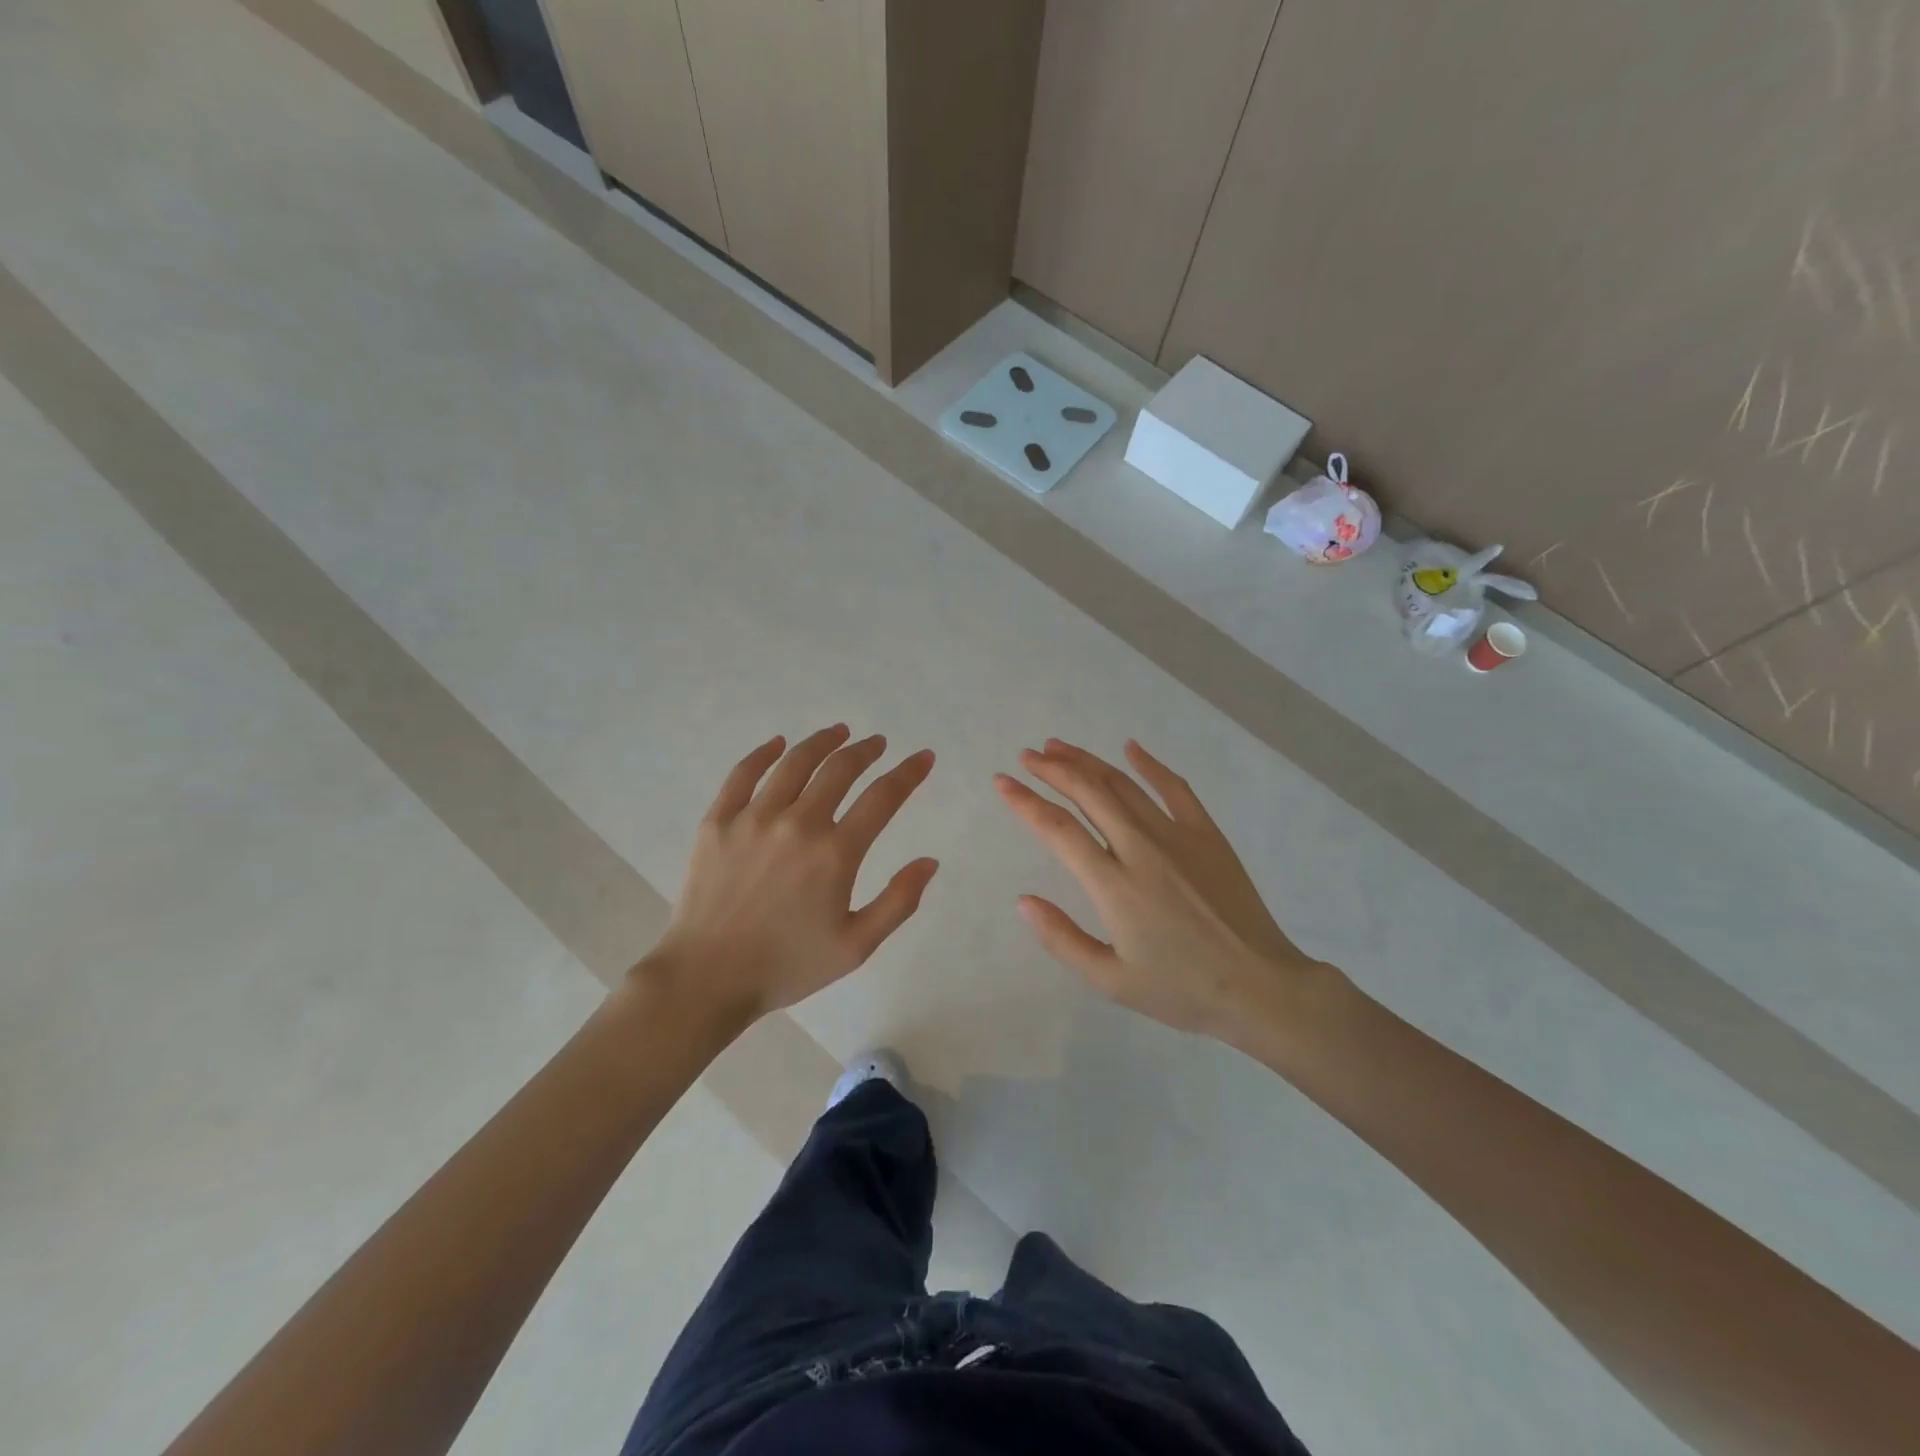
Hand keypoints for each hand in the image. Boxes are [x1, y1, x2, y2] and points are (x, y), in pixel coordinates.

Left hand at [641, 725, 937, 1024]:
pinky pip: (743, 774)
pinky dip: (764, 753)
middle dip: (866, 751)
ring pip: (794, 762)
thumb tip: (929, 861)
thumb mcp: (856, 946)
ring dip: (822, 742)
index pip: (883, 798)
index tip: (923, 757)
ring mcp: (753, 818)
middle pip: (839, 769)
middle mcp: (797, 824)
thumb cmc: (787, 965)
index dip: (909, 773)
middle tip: (877, 743)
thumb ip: (898, 902)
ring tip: (839, 732)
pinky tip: (778, 744)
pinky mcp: (717, 821)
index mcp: (835, 854)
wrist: (707, 978)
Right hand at [995, 739, 1331, 1042]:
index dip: (1025, 802)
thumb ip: (1062, 939)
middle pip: (1089, 794)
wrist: (1260, 987)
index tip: (1002, 783)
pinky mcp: (1207, 834)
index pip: (1058, 830)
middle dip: (1052, 769)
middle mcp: (1141, 849)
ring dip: (1088, 762)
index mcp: (1114, 885)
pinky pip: (1174, 789)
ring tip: (1059, 747)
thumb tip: (1023, 901)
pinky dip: (1149, 765)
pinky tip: (1130, 748)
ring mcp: (1178, 836)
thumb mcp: (1111, 980)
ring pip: (1123, 785)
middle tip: (1027, 756)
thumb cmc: (1182, 989)